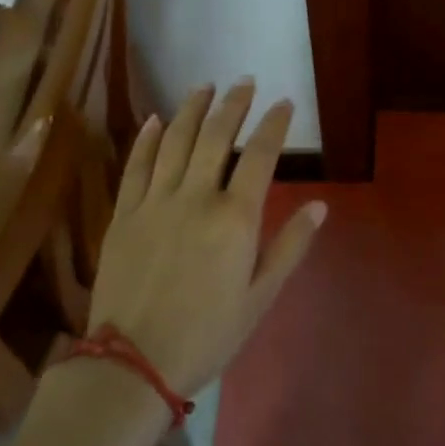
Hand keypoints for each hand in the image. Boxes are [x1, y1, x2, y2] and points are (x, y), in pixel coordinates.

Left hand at [87, 79, 325, 394]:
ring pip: (176, 140)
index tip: (284, 103)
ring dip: (193, 108)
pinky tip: (158, 119)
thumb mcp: (260, 297)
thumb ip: (290, 246)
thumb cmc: (207, 334)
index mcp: (235, 218)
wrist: (132, 364)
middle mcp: (196, 197)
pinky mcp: (124, 214)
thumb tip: (320, 205)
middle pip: (217, 136)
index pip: (261, 155)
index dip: (275, 124)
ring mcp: (155, 202)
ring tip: (206, 86)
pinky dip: (148, 138)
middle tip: (245, 81)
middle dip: (234, 103)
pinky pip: (137, 165)